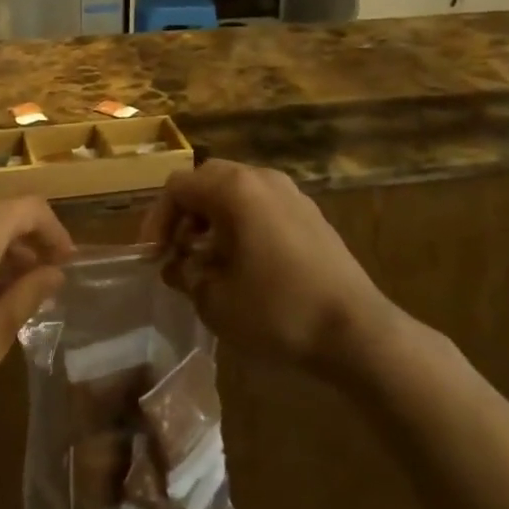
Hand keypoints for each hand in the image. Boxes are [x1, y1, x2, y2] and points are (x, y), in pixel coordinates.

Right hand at [140, 160, 400, 376]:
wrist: (356, 330)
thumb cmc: (277, 311)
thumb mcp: (215, 300)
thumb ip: (185, 275)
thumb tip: (176, 265)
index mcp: (235, 189)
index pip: (178, 187)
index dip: (157, 220)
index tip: (153, 257)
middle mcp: (262, 178)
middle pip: (207, 180)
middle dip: (185, 215)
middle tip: (177, 253)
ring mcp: (290, 193)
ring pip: (236, 191)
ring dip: (213, 218)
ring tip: (208, 260)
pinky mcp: (309, 213)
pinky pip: (262, 204)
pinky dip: (241, 223)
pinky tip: (244, 263)